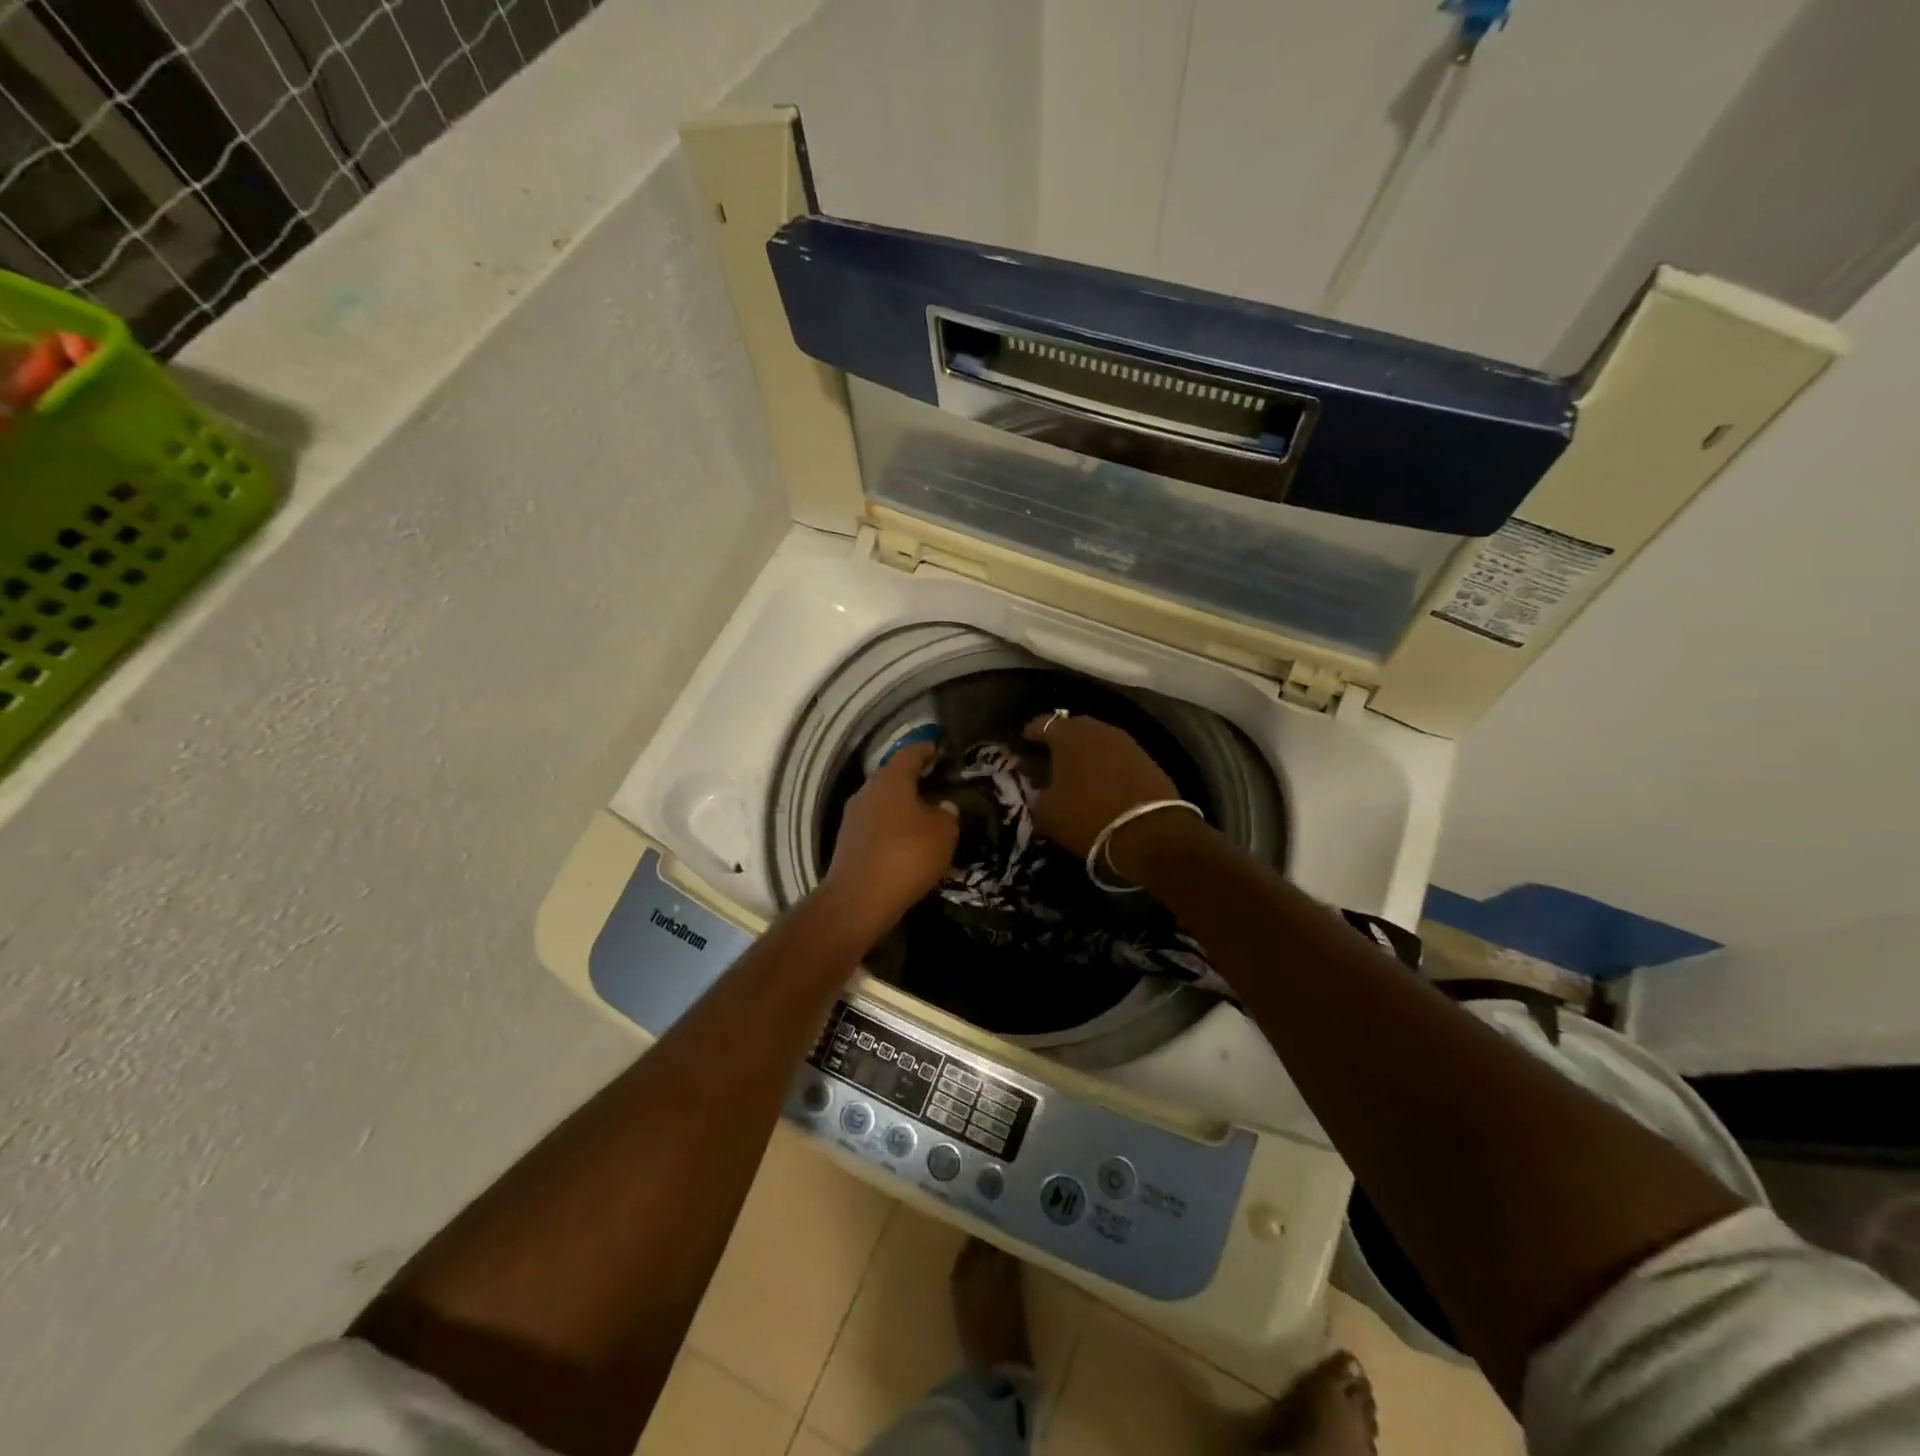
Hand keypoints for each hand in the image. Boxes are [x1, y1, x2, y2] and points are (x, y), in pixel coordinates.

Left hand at [820, 741, 958, 938]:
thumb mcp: (943, 833)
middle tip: (937, 785)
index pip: (910, 753)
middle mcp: (867, 792)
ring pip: (883, 803)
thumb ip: (947, 814)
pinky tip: (907, 842)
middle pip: (893, 777)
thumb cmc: (906, 855)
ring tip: (926, 816)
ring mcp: (853, 818)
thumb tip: (943, 807)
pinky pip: (876, 826)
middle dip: (914, 780)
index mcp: (890, 780)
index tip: (939, 749)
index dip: (926, 750)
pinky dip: (892, 828)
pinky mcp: (848, 843)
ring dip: (902, 807)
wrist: (858, 900)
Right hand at [1024, 714, 1204, 882]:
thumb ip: (1036, 794)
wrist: (1148, 832)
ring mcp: (1126, 742)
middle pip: (1072, 728)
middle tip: (1050, 758)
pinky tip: (1102, 781)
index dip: (1031, 734)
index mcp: (1068, 735)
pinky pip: (1117, 755)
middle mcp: (1098, 729)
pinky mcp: (1147, 759)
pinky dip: (1107, 764)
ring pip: (1098, 740)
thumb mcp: (1046, 812)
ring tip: (1077, 771)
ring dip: (1086, 752)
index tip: (1024, 745)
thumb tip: (1039, 788)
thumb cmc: (1086, 816)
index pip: (1042, 724)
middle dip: (1060, 741)